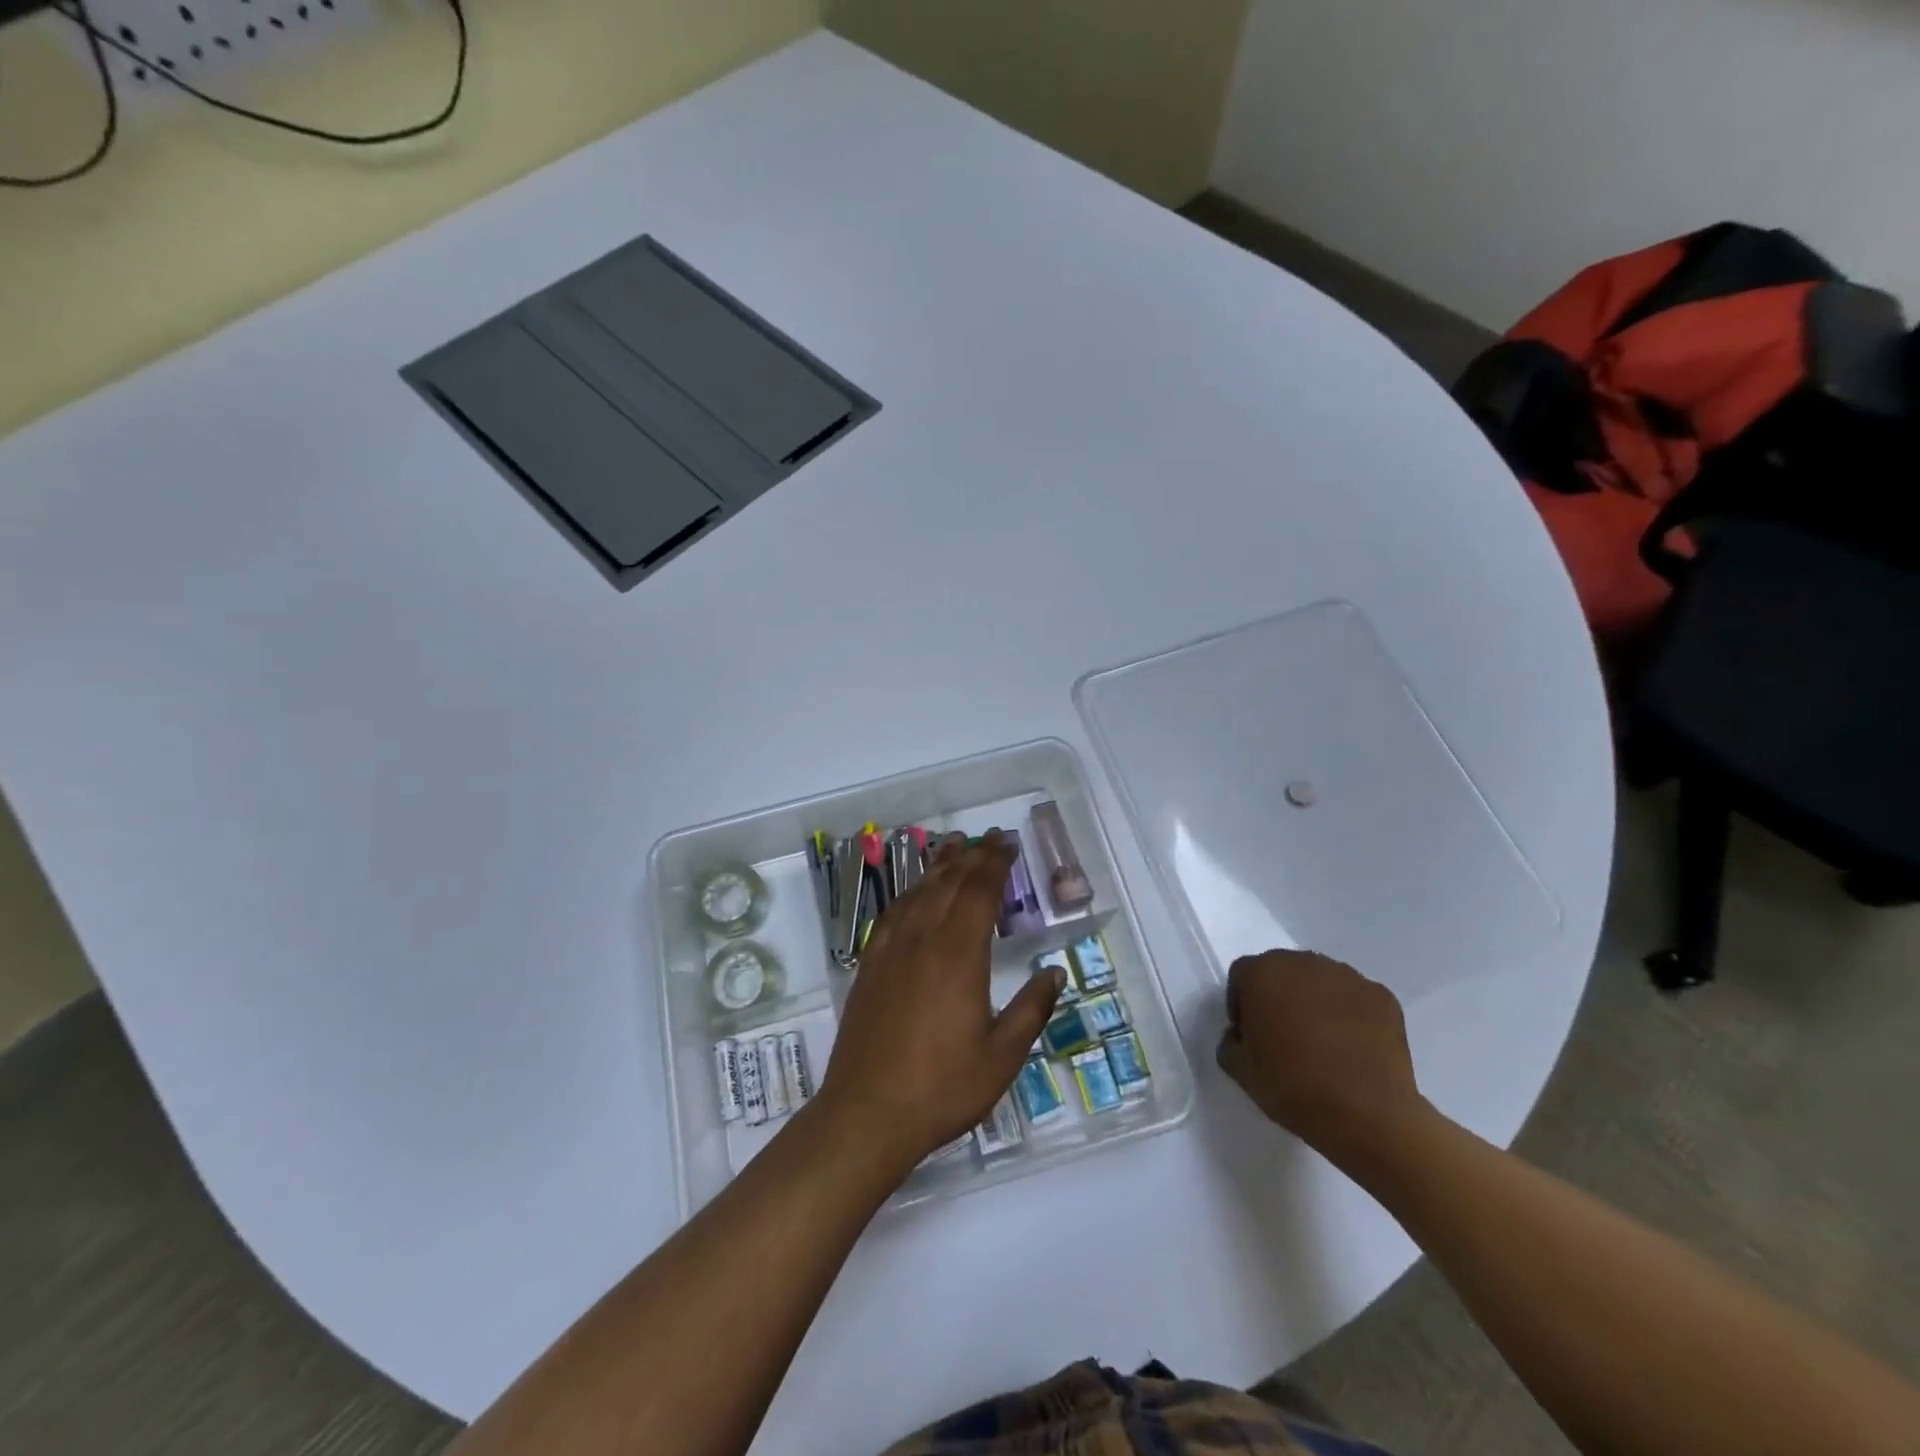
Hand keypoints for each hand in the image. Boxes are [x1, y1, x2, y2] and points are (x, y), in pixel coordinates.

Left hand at [815, 832, 1063, 1172]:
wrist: (867, 1113)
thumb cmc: (942, 1088)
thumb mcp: (1001, 1057)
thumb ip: (1030, 1010)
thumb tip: (1053, 973)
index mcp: (958, 956)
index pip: (978, 893)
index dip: (994, 864)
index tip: (1007, 844)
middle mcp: (923, 941)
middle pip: (949, 884)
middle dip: (971, 856)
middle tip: (988, 837)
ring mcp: (891, 951)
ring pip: (918, 893)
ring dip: (938, 867)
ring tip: (952, 846)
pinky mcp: (869, 966)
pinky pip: (891, 915)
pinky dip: (908, 894)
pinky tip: (913, 893)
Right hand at [1216, 949, 1427, 1169]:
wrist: (1366, 1114)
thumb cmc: (1292, 1086)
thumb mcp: (1240, 1070)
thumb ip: (1230, 1042)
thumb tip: (1241, 1035)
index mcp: (1262, 972)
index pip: (1242, 975)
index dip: (1242, 1003)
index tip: (1250, 1034)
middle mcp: (1303, 962)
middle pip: (1282, 971)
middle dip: (1279, 996)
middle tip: (1284, 1036)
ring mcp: (1347, 976)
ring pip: (1320, 982)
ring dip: (1315, 1002)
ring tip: (1323, 1043)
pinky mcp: (1382, 996)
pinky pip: (1355, 999)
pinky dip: (1351, 1015)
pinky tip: (1353, 1049)